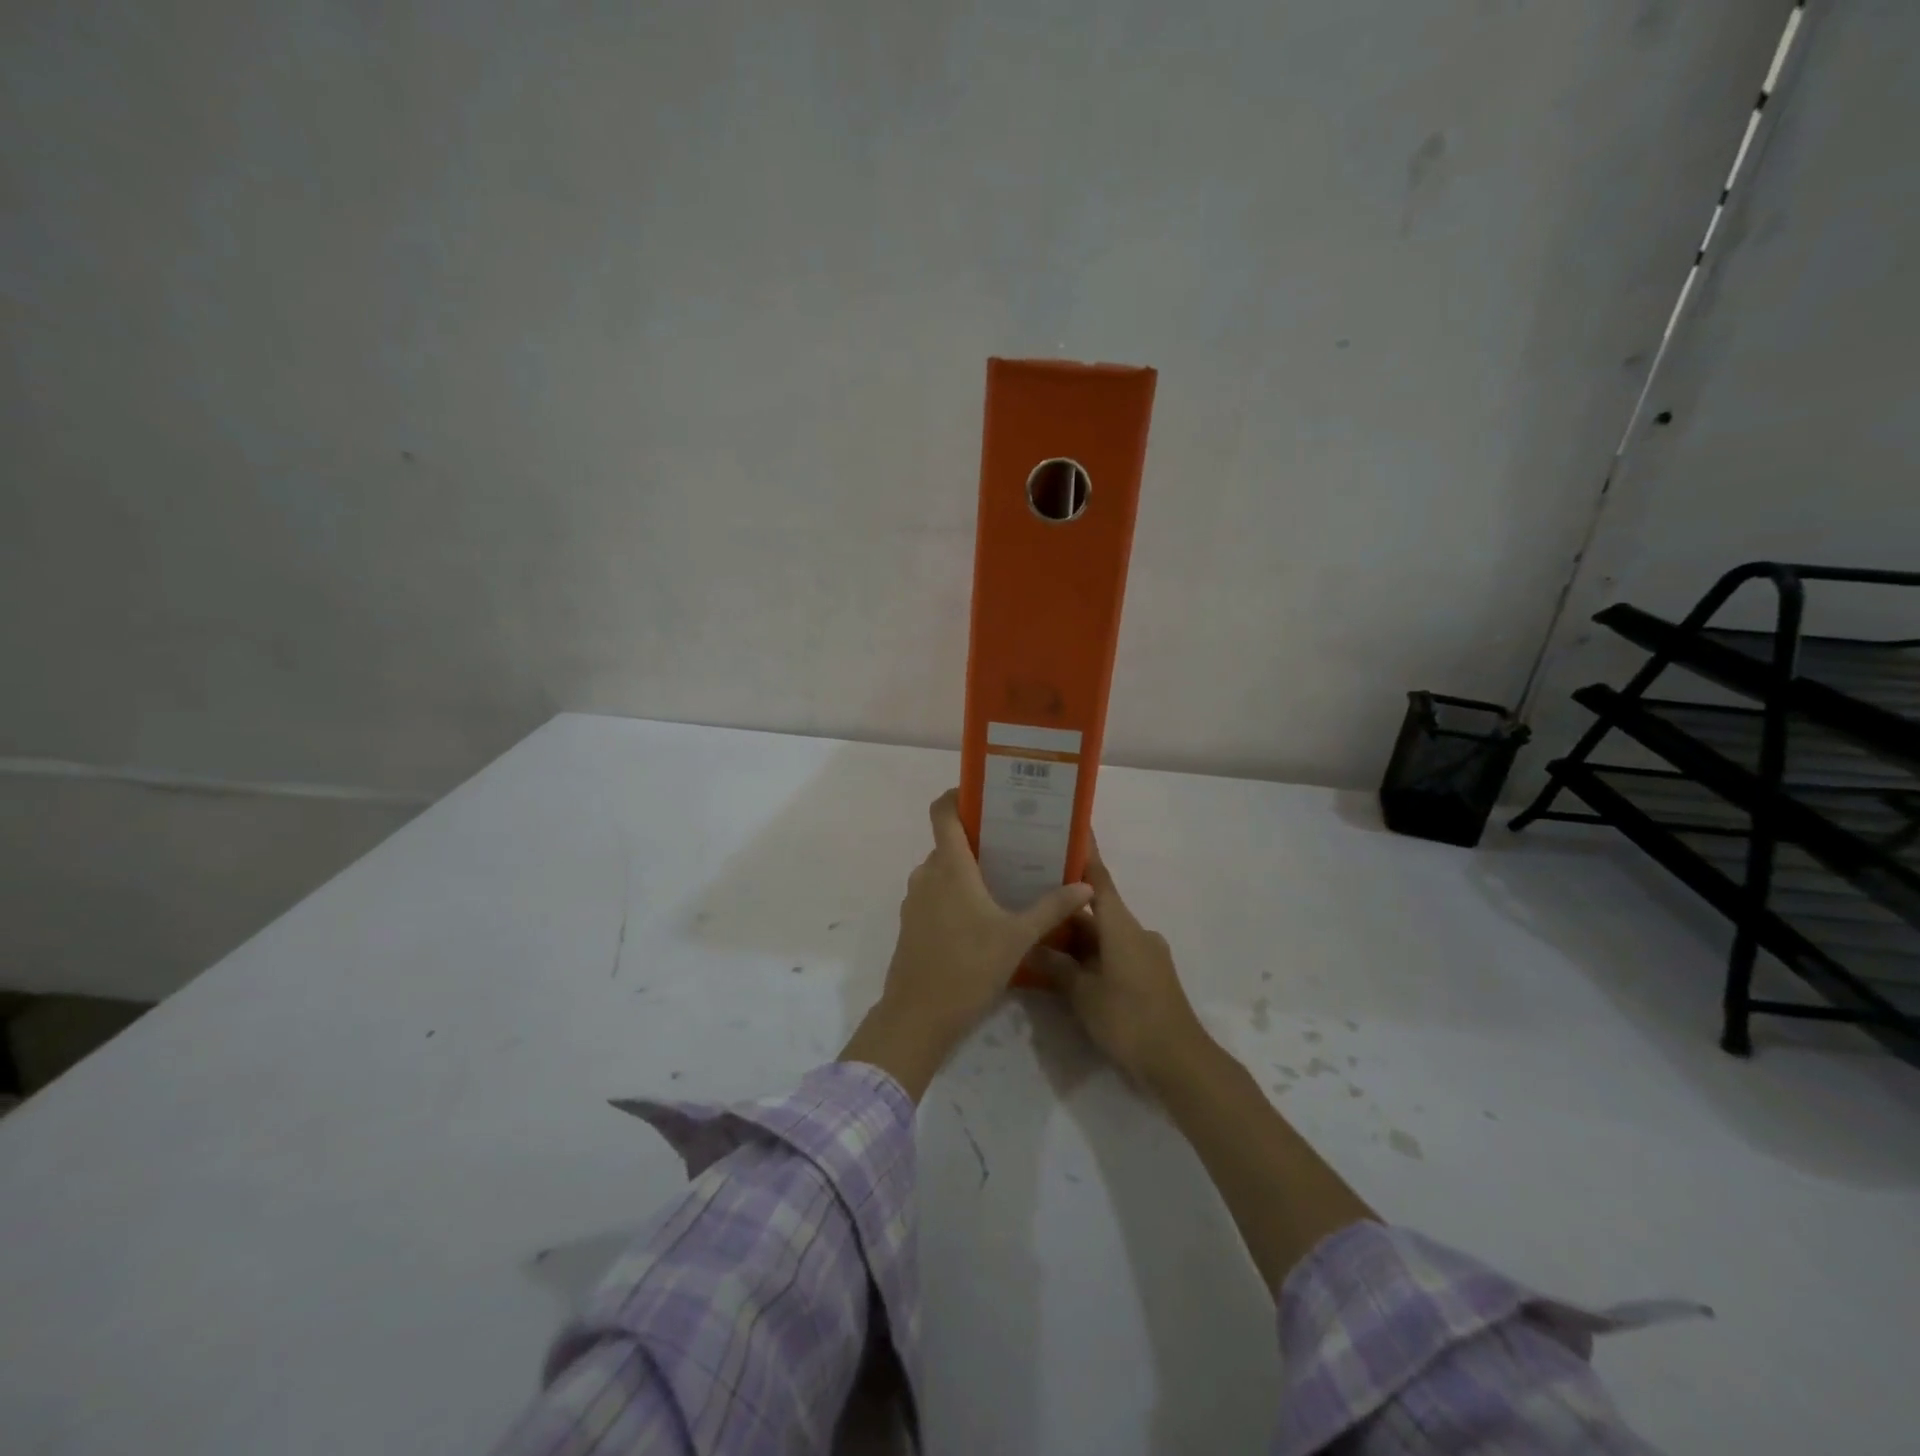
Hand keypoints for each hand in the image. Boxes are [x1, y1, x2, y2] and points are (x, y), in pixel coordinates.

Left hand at [840, 789, 1092, 1100]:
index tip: (986, 794)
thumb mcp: (1018, 938)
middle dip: (980, 838)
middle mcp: (927, 873)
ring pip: (944, 869)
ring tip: (1006, 877)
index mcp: (950, 866)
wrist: (918, 1016)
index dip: (959, 795)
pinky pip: (936, 892)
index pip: (943, 811)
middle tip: (1017, 842)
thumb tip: (1085, 886)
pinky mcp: (912, 922)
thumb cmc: (968, 967)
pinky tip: (984, 913)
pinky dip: (957, 892)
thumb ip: (1052, 908)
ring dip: (969, 868)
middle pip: (950, 841)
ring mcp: (915, 899)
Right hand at [1032, 844, 1212, 1092]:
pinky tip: (1066, 967)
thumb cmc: (1129, 1018)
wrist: (1179, 1061)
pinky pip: (1113, 954)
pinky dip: (1090, 955)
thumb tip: (1033, 946)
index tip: (1069, 830)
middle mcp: (1135, 931)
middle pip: (1096, 909)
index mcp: (1121, 925)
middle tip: (1031, 895)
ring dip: (1075, 936)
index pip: (1098, 878)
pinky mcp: (1148, 976)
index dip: (1083, 854)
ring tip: (1040, 934)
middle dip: (1065, 906)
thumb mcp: (1083, 994)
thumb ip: (1057, 967)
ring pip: (1103, 935)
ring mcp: (1145, 954)